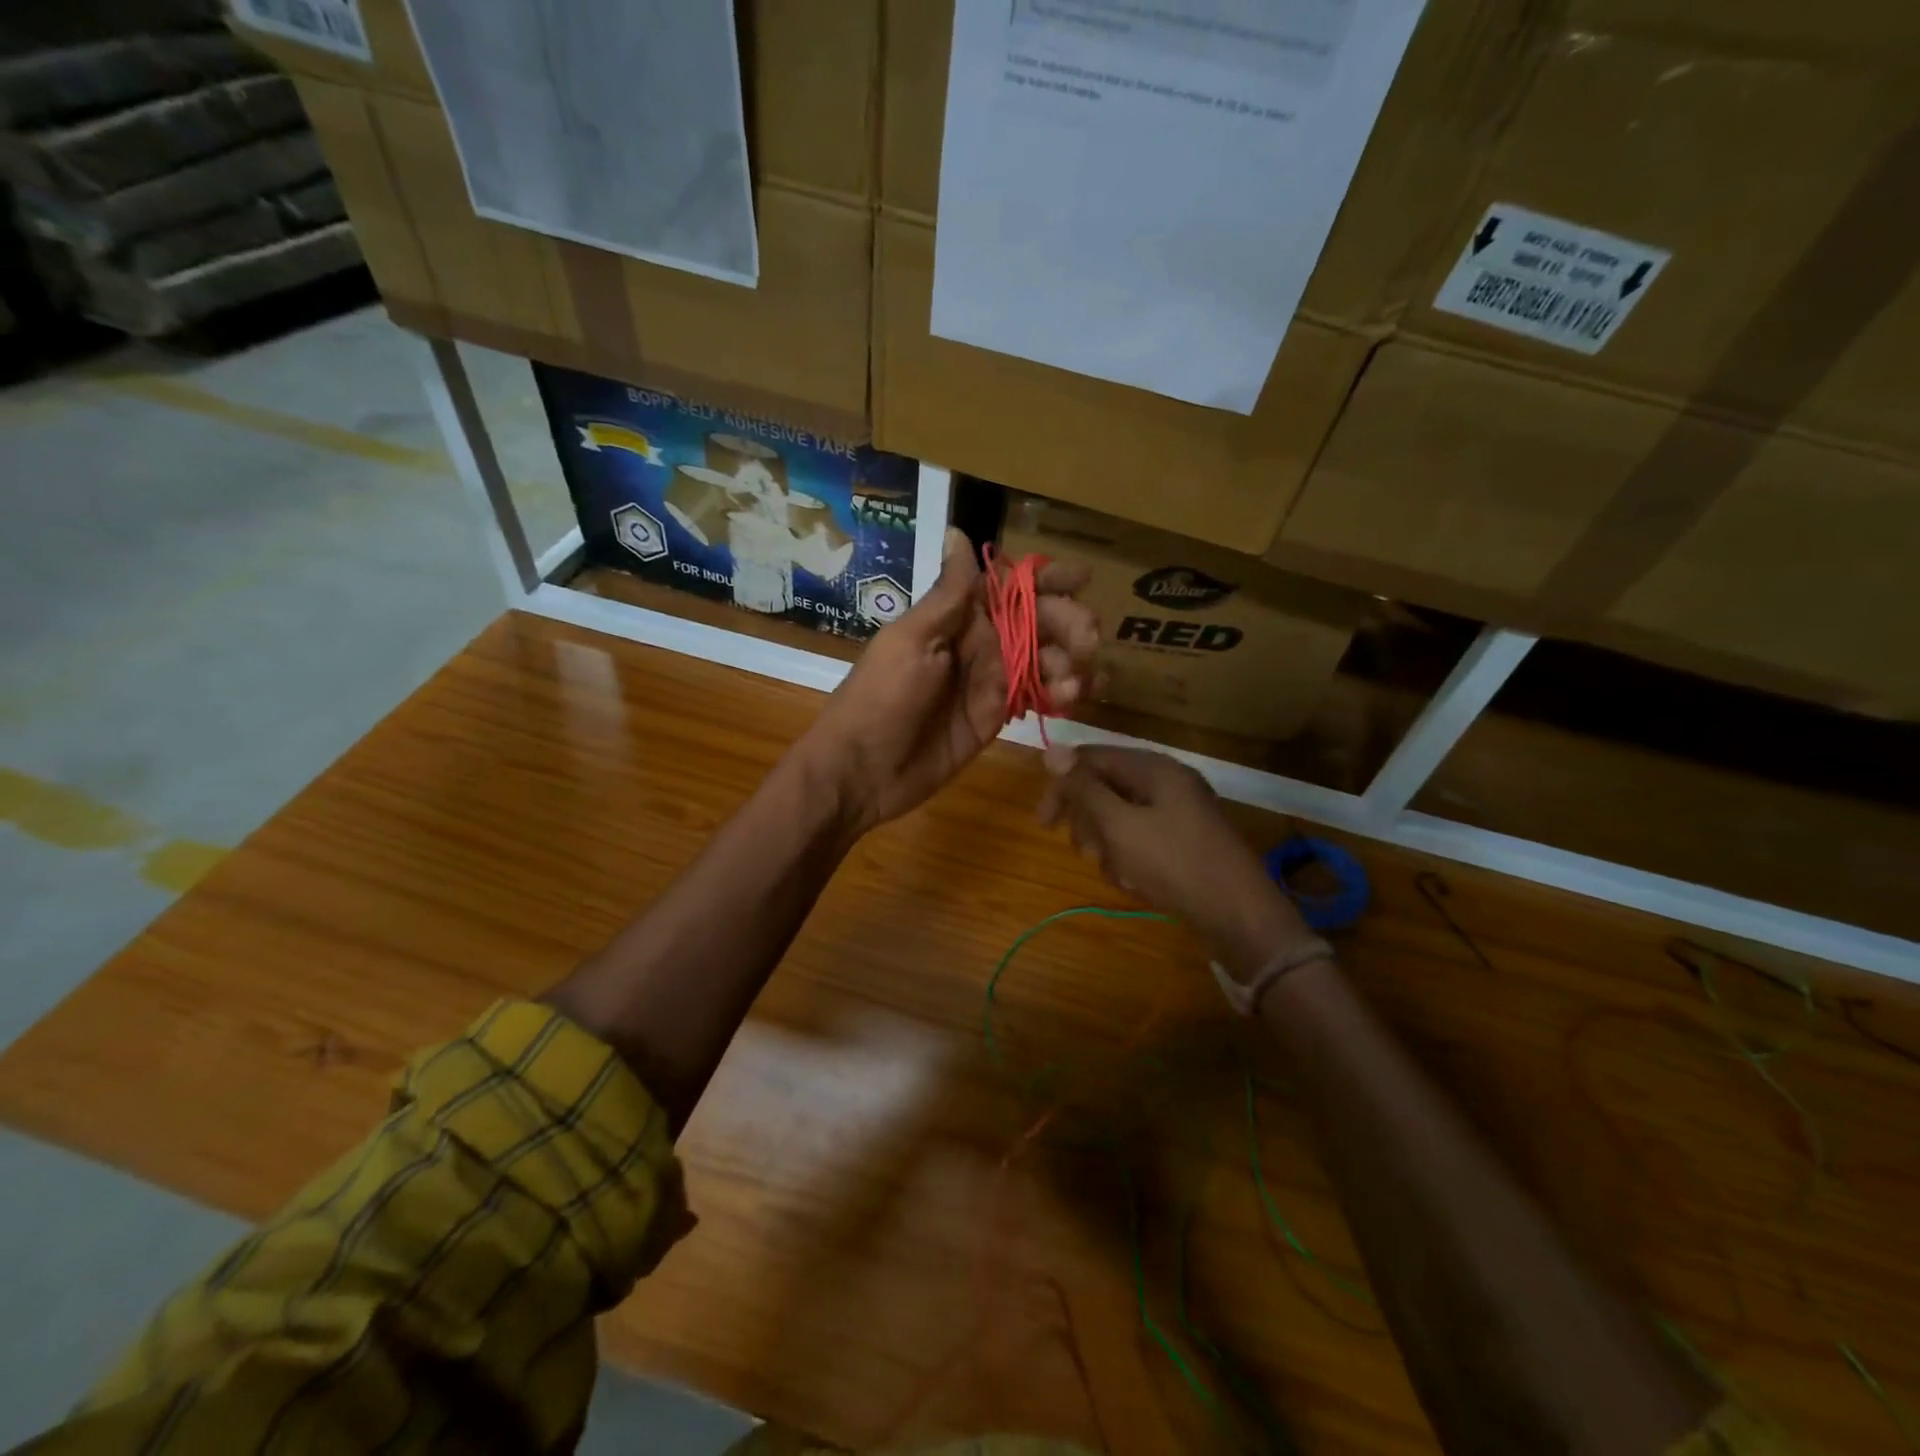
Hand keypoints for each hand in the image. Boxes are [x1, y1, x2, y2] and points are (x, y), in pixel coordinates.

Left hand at [797, 528, 1098, 832]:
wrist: (862, 770)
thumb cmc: (882, 697)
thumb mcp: (913, 639)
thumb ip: (949, 595)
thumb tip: (958, 531)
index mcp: (957, 618)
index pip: (1009, 587)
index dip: (1045, 580)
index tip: (1081, 579)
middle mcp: (978, 643)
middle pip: (1036, 622)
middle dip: (1067, 624)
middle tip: (1087, 639)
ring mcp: (989, 682)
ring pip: (1043, 659)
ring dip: (1068, 662)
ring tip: (1076, 680)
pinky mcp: (995, 717)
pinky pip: (1035, 696)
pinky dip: (1060, 694)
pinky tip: (1074, 696)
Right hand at [1038, 745, 1311, 979]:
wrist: (1239, 917)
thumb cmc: (1174, 864)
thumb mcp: (1120, 826)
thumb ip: (1084, 789)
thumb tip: (1051, 750)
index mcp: (1154, 768)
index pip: (1091, 759)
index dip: (1062, 786)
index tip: (1043, 824)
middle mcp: (1167, 783)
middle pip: (1106, 787)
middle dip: (1088, 822)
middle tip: (1088, 852)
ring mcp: (1179, 813)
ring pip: (1120, 817)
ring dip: (1108, 845)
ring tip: (1117, 872)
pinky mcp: (1184, 842)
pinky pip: (1141, 839)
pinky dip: (1130, 859)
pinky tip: (1135, 883)